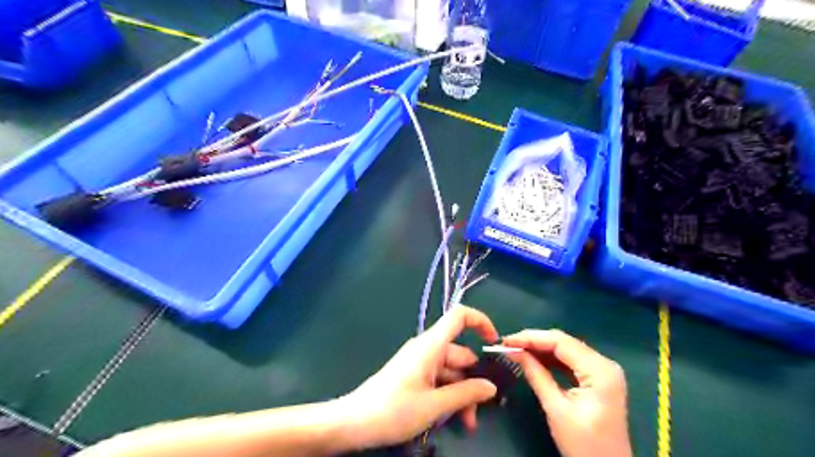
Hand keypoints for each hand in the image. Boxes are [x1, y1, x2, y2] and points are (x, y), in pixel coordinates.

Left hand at [342, 305, 499, 446]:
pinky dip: (449, 396)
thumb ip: (465, 394)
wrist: (355, 422)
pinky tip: (453, 419)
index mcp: (431, 345)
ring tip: (467, 424)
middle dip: (474, 380)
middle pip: (460, 353)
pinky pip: (439, 380)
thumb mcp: (434, 405)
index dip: (480, 321)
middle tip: (482, 409)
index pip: (458, 316)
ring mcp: (420, 363)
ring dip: (462, 394)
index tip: (495, 342)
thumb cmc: (394, 409)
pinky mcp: (415, 376)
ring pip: (452, 371)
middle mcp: (427, 349)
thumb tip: (491, 387)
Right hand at [507, 328, 632, 456]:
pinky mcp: (598, 378)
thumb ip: (536, 375)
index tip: (506, 341)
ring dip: (540, 348)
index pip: (561, 342)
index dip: (531, 338)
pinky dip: (550, 358)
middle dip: (534, 341)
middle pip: (564, 342)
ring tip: (515, 350)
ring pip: (566, 349)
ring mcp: (603, 370)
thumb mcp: (556, 409)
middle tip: (507, 345)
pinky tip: (533, 359)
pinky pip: (570, 360)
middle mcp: (604, 363)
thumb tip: (514, 351)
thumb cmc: (584, 445)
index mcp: (600, 370)